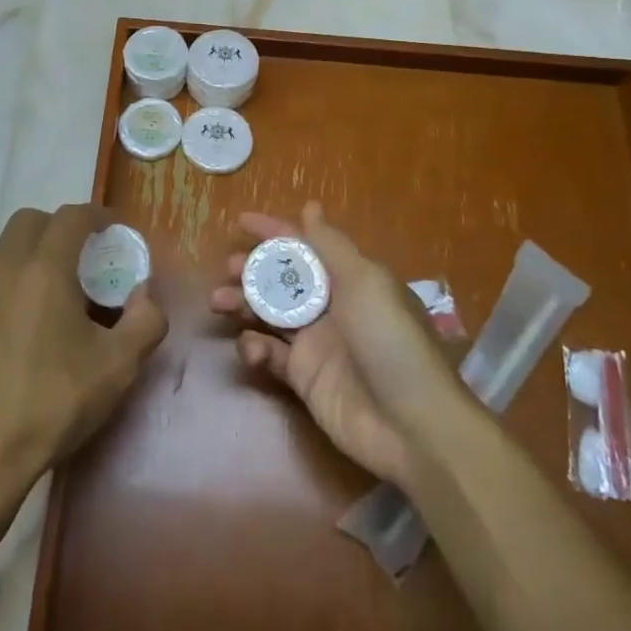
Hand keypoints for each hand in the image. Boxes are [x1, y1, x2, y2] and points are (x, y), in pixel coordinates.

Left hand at [0, 204, 166, 502]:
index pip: (71, 217)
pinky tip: (34, 322)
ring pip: (8, 249)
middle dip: (62, 227)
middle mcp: (4, 268)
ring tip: (64, 292)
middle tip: (89, 256)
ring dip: (37, 252)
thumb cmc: (51, 402)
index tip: (116, 230)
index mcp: (42, 269)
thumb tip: (145, 294)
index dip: (97, 215)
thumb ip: (145, 321)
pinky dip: (17, 278)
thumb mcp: (117, 367)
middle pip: (31, 221)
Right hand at [210, 202, 458, 488]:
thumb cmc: (389, 340)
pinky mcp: (303, 378)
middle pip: (282, 279)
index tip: (241, 222)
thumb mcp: (365, 282)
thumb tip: (310, 206)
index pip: (305, 246)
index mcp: (349, 279)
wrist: (410, 424)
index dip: (274, 232)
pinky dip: (254, 348)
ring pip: (269, 313)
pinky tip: (251, 348)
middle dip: (253, 269)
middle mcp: (330, 306)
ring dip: (242, 303)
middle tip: (229, 268)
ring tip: (219, 301)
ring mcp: (315, 343)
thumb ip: (330, 245)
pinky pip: (270, 354)